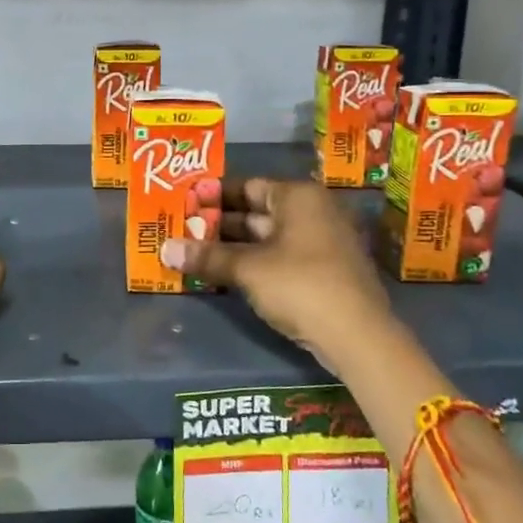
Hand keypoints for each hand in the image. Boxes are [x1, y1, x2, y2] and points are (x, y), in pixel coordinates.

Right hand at [159, 177, 395, 362]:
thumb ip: (206, 257)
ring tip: (194, 253)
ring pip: (267, 237)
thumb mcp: (247, 269)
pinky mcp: (324, 271)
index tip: (184, 204)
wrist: (357, 336)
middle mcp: (313, 211)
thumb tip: (164, 249)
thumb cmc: (300, 285)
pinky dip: (253, 262)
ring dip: (233, 246)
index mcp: (298, 197)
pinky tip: (224, 274)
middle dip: (219, 223)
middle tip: (181, 230)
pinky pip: (280, 257)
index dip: (214, 195)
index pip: (247, 186)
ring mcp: (322, 242)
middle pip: (256, 212)